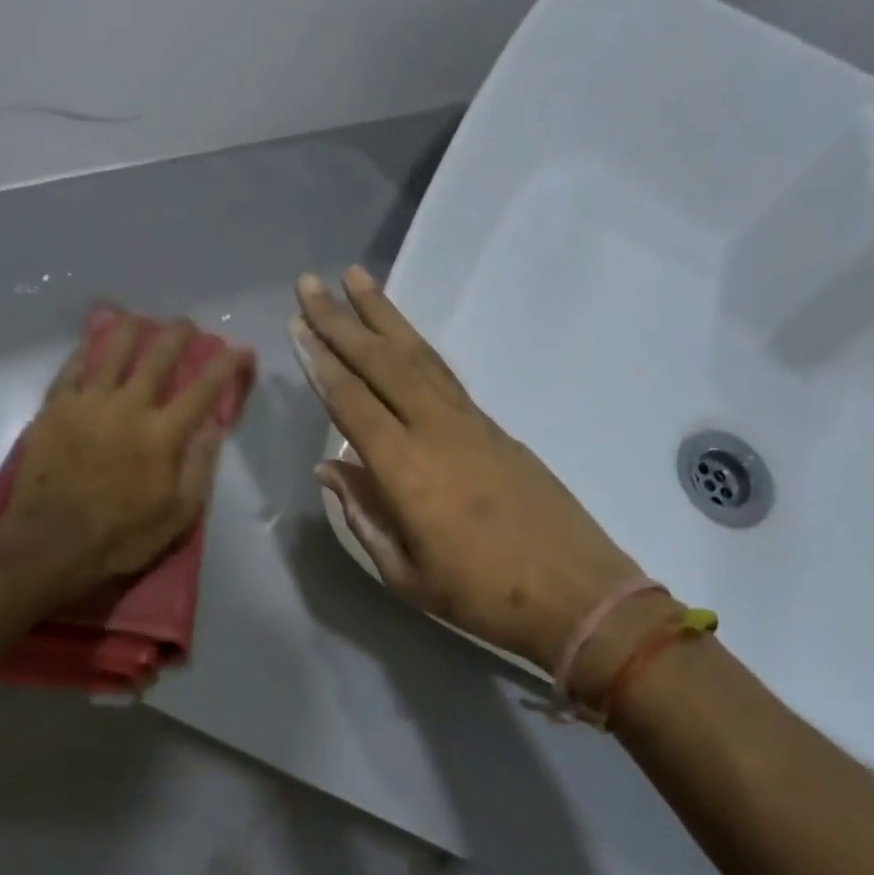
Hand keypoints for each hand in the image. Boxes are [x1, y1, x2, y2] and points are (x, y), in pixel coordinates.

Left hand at [3, 314, 252, 594]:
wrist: (51, 541)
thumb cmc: (121, 535)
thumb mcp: (177, 515)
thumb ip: (198, 466)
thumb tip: (214, 427)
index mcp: (162, 434)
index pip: (203, 389)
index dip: (225, 365)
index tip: (240, 348)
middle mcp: (128, 406)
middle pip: (158, 357)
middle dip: (177, 335)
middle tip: (185, 325)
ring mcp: (88, 402)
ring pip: (111, 350)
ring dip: (129, 329)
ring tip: (136, 319)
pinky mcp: (55, 407)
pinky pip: (72, 367)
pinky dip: (85, 351)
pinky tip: (90, 342)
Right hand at [292, 268, 636, 669]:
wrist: (576, 593)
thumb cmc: (482, 596)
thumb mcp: (406, 573)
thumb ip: (363, 515)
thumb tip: (327, 470)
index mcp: (406, 470)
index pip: (351, 403)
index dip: (321, 363)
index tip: (297, 327)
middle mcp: (436, 431)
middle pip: (382, 363)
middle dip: (341, 321)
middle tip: (310, 284)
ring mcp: (471, 423)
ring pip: (419, 356)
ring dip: (383, 316)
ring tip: (356, 279)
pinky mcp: (495, 427)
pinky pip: (445, 374)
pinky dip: (417, 346)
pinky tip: (403, 336)